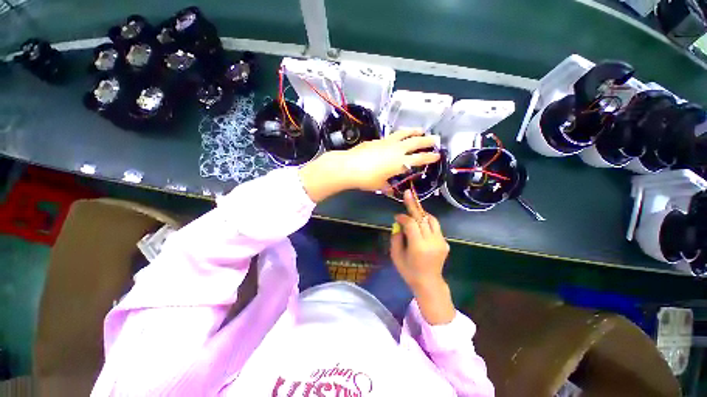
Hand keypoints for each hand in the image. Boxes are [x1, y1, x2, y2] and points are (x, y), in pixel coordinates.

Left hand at [341, 129, 439, 190]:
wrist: (349, 166)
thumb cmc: (366, 179)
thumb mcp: (380, 185)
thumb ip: (388, 186)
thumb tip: (391, 189)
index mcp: (400, 162)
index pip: (419, 159)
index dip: (430, 157)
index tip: (437, 155)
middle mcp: (397, 150)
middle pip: (415, 142)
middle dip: (427, 140)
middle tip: (435, 139)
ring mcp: (387, 142)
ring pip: (404, 134)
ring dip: (414, 131)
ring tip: (420, 130)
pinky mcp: (378, 140)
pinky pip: (392, 135)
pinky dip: (399, 134)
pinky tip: (398, 136)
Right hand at [390, 190, 454, 324]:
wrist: (429, 283)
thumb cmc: (409, 271)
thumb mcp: (396, 256)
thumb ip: (396, 238)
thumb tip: (398, 223)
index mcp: (418, 246)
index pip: (411, 223)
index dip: (403, 217)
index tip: (396, 216)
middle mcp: (432, 241)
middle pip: (422, 218)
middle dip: (413, 205)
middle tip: (408, 193)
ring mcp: (441, 242)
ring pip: (431, 219)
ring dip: (421, 213)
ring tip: (413, 209)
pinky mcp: (445, 243)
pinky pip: (435, 226)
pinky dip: (426, 221)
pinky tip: (420, 224)